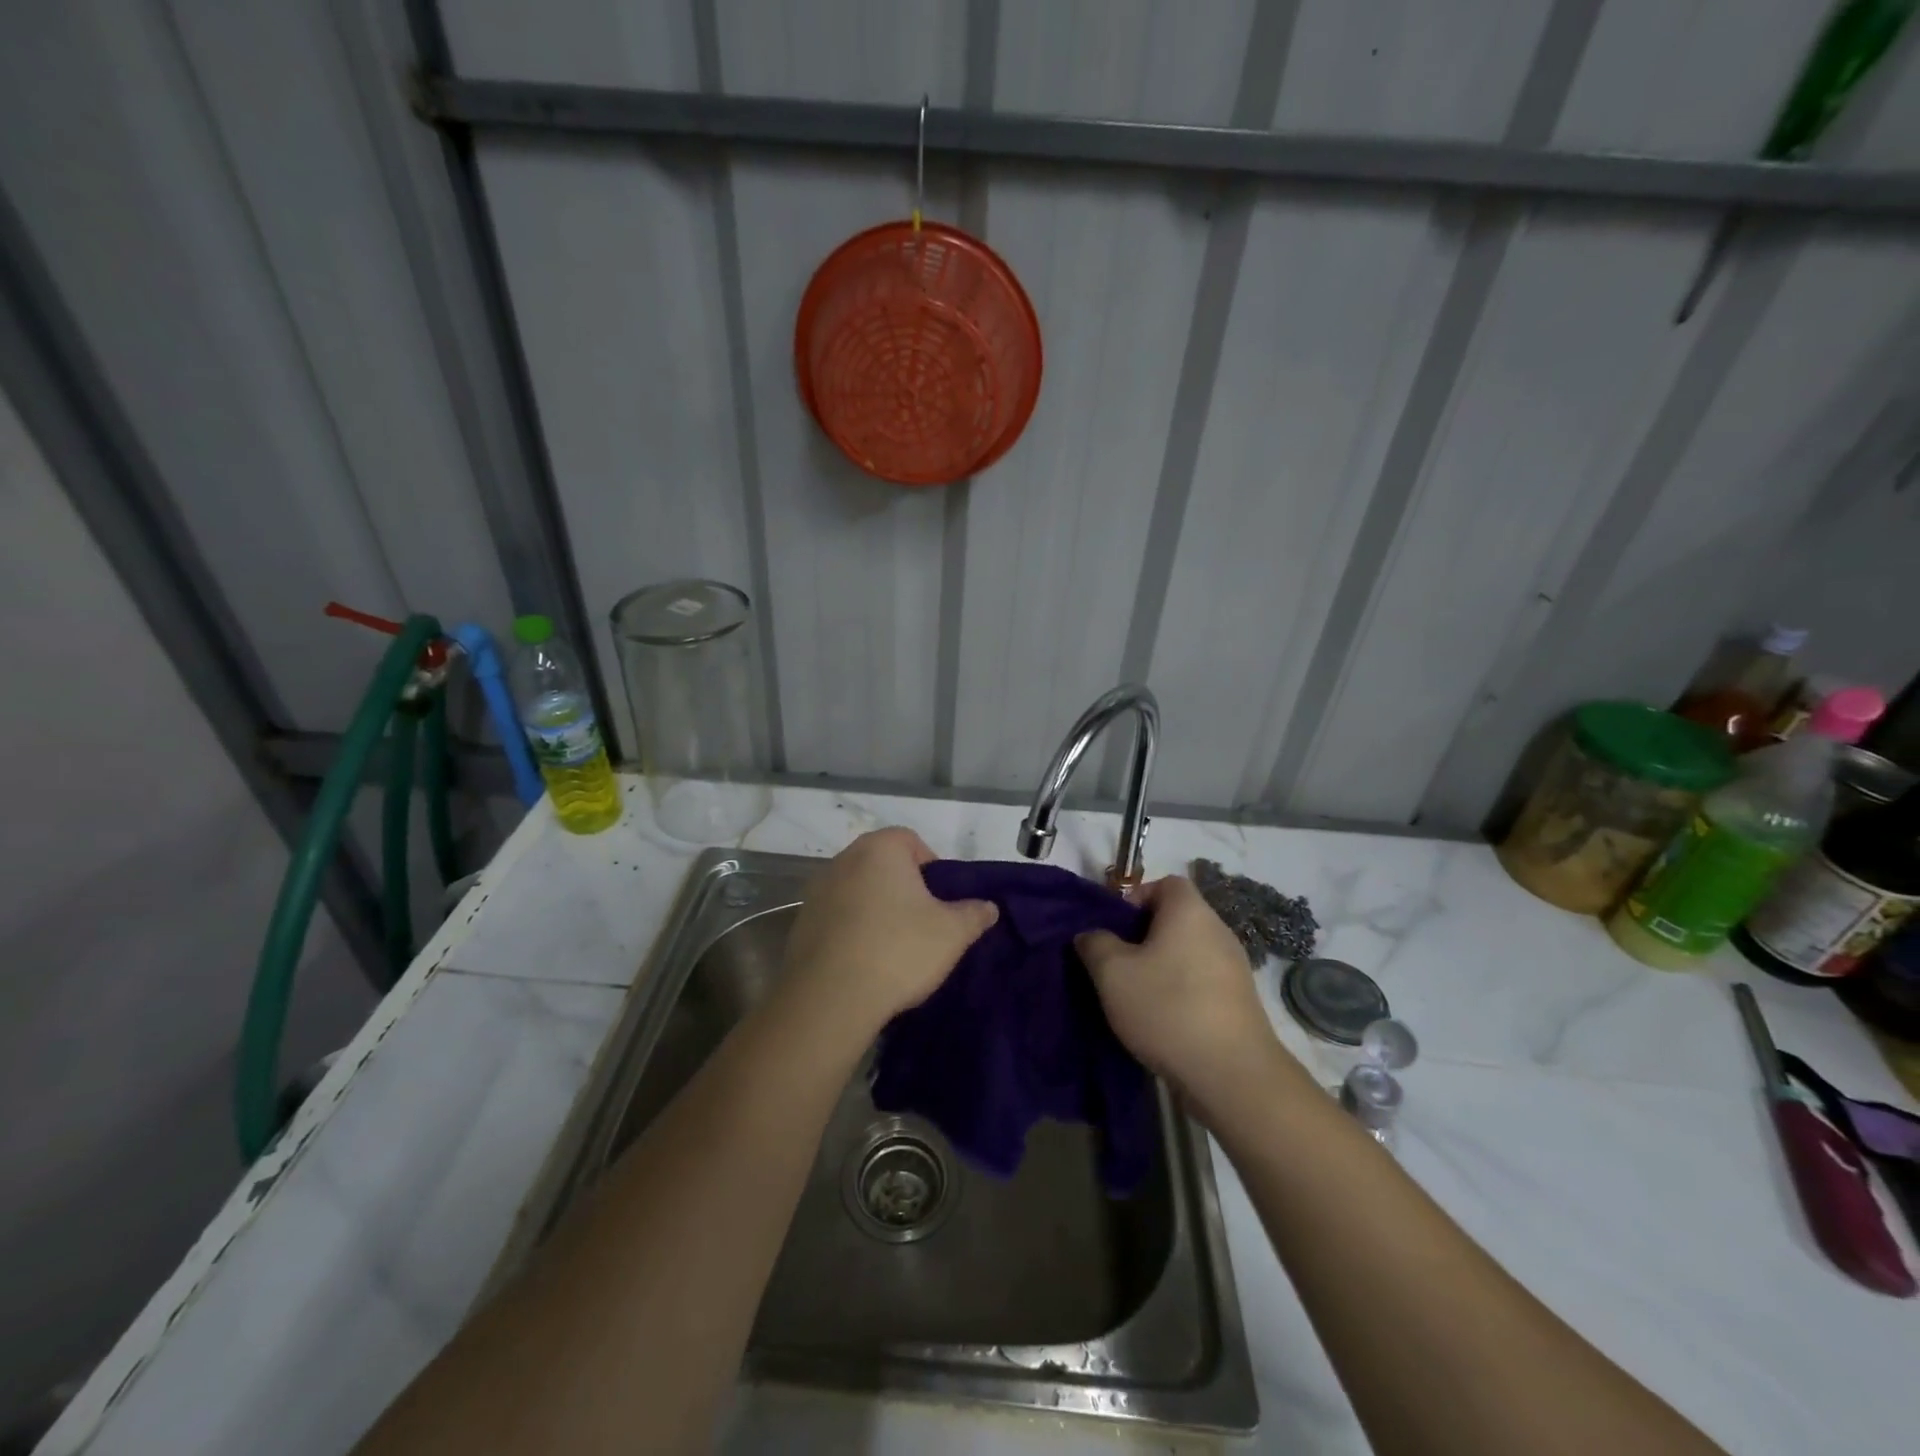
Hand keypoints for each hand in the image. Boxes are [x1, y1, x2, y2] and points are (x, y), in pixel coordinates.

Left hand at [781, 828, 997, 1034]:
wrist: (830, 999)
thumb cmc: (898, 950)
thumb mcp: (952, 933)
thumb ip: (974, 914)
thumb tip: (988, 907)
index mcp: (880, 848)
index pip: (912, 842)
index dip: (932, 869)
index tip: (940, 902)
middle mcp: (844, 859)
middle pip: (883, 866)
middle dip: (904, 889)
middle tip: (922, 925)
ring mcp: (817, 890)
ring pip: (859, 891)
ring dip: (876, 910)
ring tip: (893, 948)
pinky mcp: (801, 923)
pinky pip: (837, 918)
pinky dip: (852, 931)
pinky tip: (865, 962)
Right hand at [1075, 877, 1309, 1119]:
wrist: (1232, 1074)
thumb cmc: (1167, 1008)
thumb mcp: (1112, 973)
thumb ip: (1095, 944)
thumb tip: (1092, 936)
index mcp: (1190, 912)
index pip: (1165, 883)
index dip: (1136, 897)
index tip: (1115, 928)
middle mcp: (1218, 930)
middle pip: (1176, 918)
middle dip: (1143, 937)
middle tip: (1117, 964)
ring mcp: (1234, 967)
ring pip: (1187, 952)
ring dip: (1161, 967)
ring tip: (1136, 996)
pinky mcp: (1240, 1002)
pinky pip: (1202, 981)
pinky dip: (1181, 991)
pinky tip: (1163, 1020)